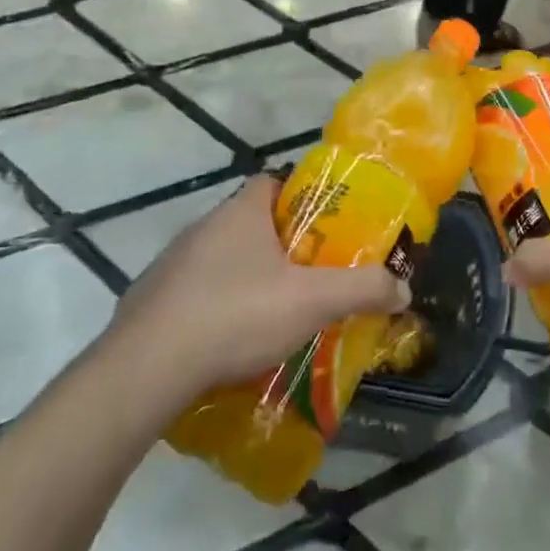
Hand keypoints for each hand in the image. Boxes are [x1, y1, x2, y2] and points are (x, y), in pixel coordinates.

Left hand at [117, 176, 409, 392]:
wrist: (146, 369)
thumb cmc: (236, 315)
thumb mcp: (312, 301)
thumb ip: (362, 289)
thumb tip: (403, 287)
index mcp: (240, 213)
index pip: (272, 182)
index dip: (300, 197)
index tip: (323, 226)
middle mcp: (202, 228)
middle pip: (249, 223)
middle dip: (279, 245)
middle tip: (308, 275)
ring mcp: (170, 265)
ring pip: (220, 261)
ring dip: (245, 279)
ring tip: (273, 314)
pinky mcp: (149, 302)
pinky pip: (192, 295)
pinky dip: (213, 309)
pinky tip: (229, 342)